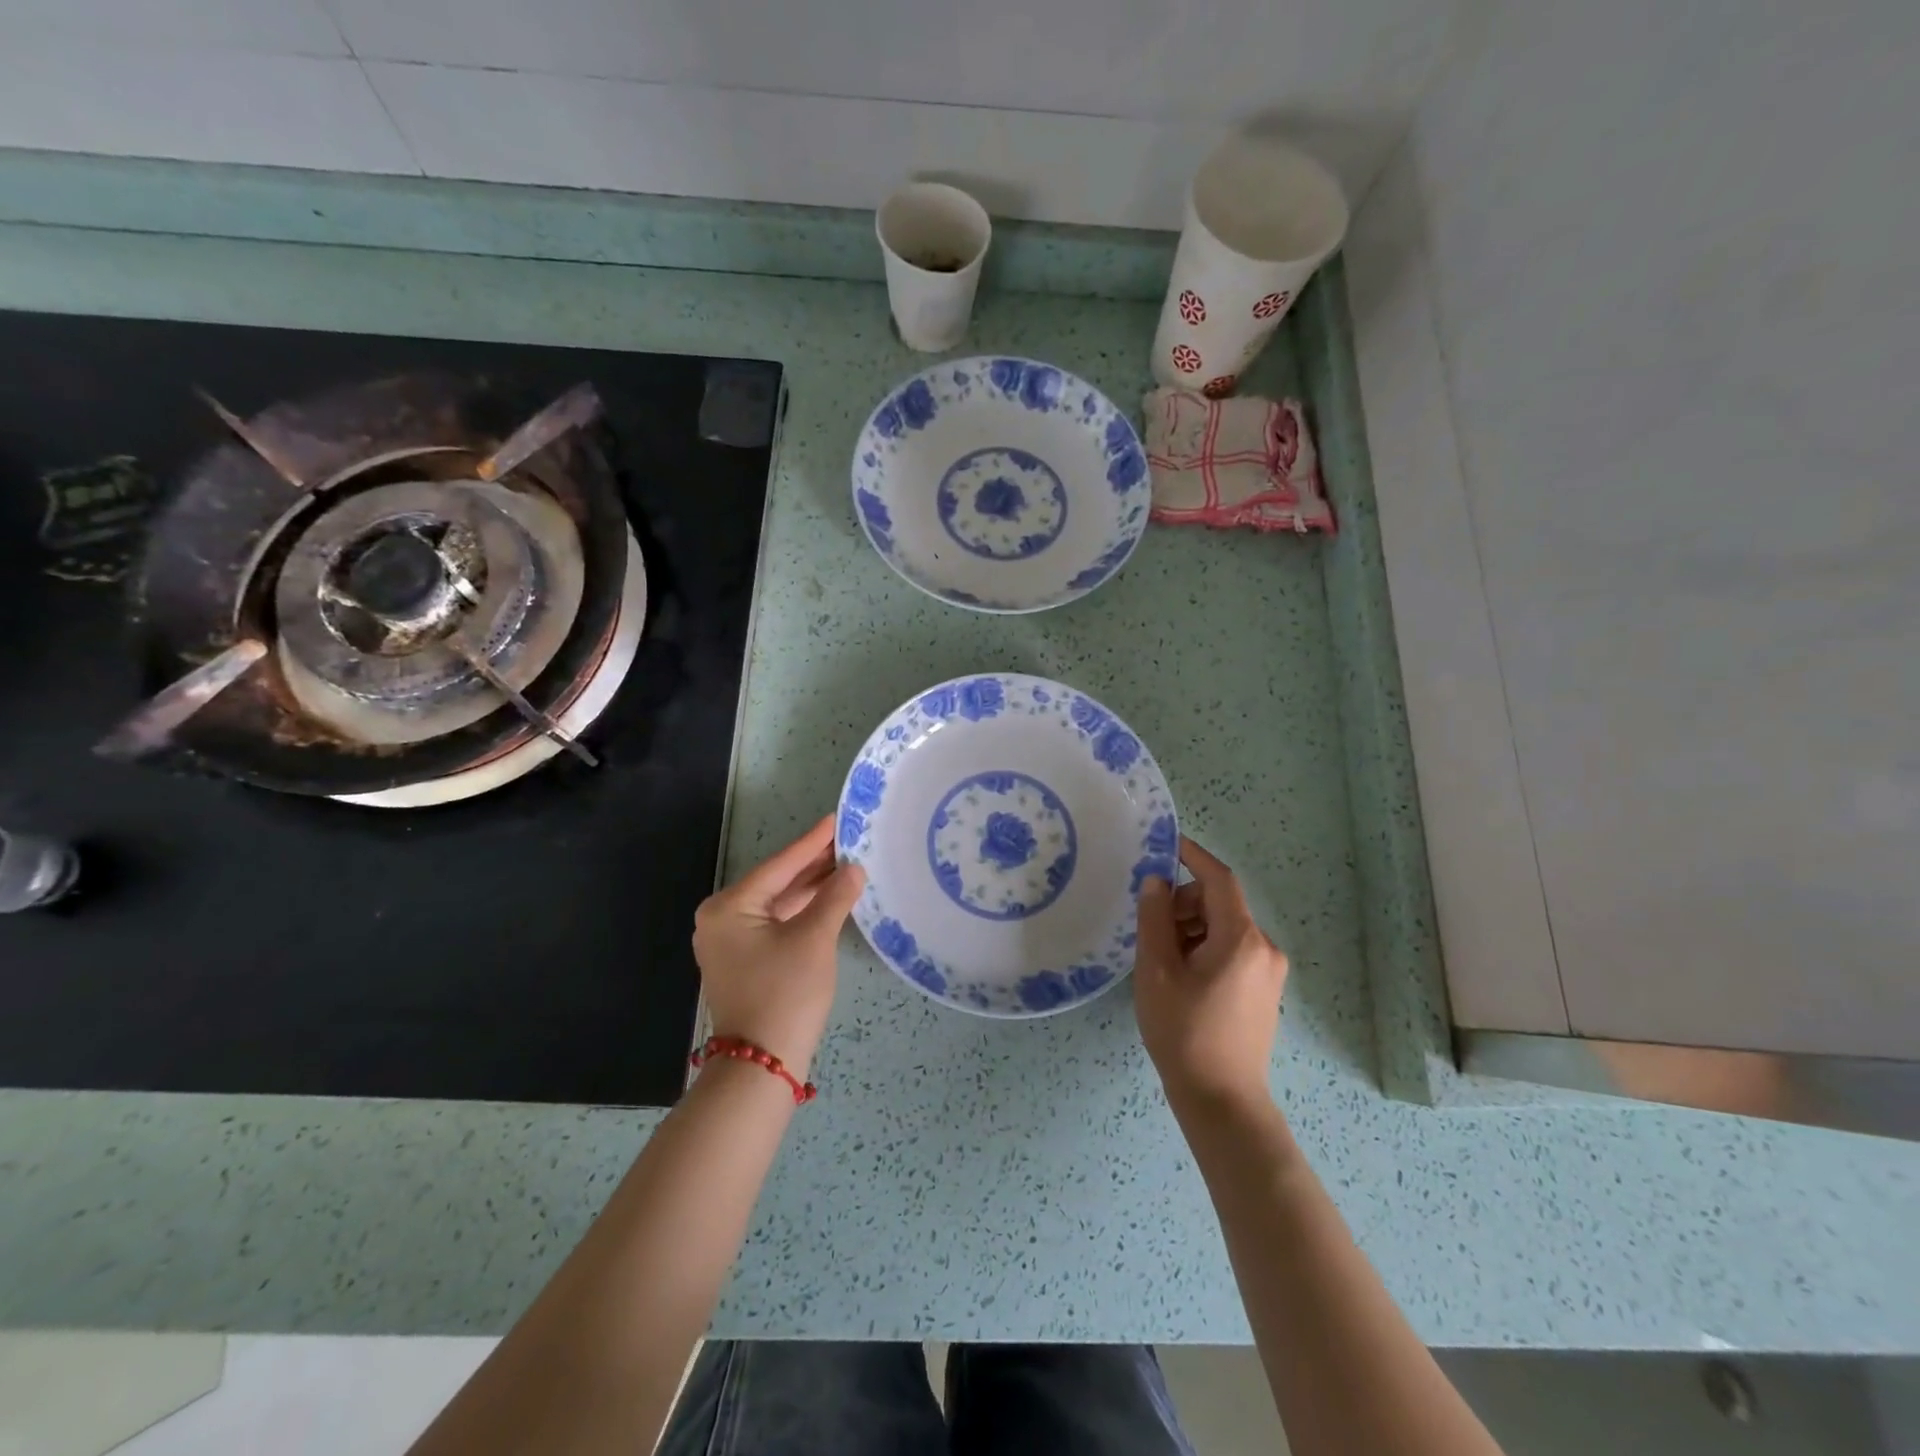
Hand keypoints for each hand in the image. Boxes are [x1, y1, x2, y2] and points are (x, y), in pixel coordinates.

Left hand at [692, 815, 865, 1079]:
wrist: (761, 1064)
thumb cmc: (785, 994)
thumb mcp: (814, 939)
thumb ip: (835, 897)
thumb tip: (854, 869)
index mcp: (729, 907)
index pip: (779, 866)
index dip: (812, 843)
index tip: (836, 819)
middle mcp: (722, 919)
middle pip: (777, 882)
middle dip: (813, 865)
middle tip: (848, 840)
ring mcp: (731, 942)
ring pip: (778, 904)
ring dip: (811, 889)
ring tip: (846, 865)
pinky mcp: (745, 961)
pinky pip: (777, 924)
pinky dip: (802, 912)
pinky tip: (830, 899)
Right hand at [1135, 836, 1288, 1114]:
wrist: (1222, 1101)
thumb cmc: (1184, 1032)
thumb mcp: (1157, 971)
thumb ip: (1155, 919)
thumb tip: (1155, 882)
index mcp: (1241, 938)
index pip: (1219, 879)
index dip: (1192, 856)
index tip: (1165, 844)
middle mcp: (1263, 947)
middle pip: (1220, 903)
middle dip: (1184, 903)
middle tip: (1150, 926)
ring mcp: (1268, 971)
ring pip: (1224, 928)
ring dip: (1192, 928)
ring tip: (1162, 960)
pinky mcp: (1264, 991)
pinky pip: (1232, 950)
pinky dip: (1205, 948)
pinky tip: (1181, 976)